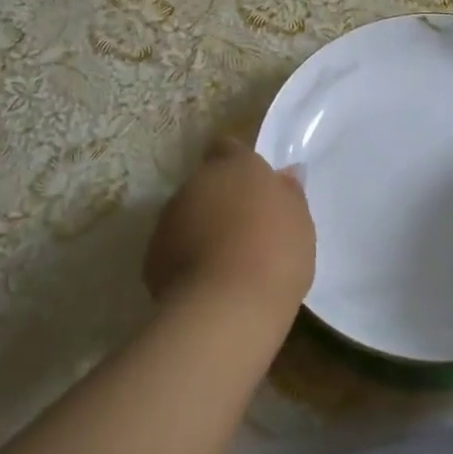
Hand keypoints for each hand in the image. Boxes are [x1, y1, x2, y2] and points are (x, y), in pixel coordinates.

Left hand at [145, 138, 315, 328]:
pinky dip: (185, 258)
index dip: (239, 164)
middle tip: (245, 227)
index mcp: (235, 165)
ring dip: (201, 227)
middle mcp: (197, 182)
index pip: (229, 147)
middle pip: (207, 183)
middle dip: (220, 199)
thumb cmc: (275, 253)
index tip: (252, 186)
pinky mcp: (152, 254)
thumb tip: (285, 174)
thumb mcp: (299, 221)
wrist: (227, 306)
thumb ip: (289, 192)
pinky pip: (173, 247)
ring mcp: (170, 217)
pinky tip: (206, 282)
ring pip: (187, 214)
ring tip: (225, 260)